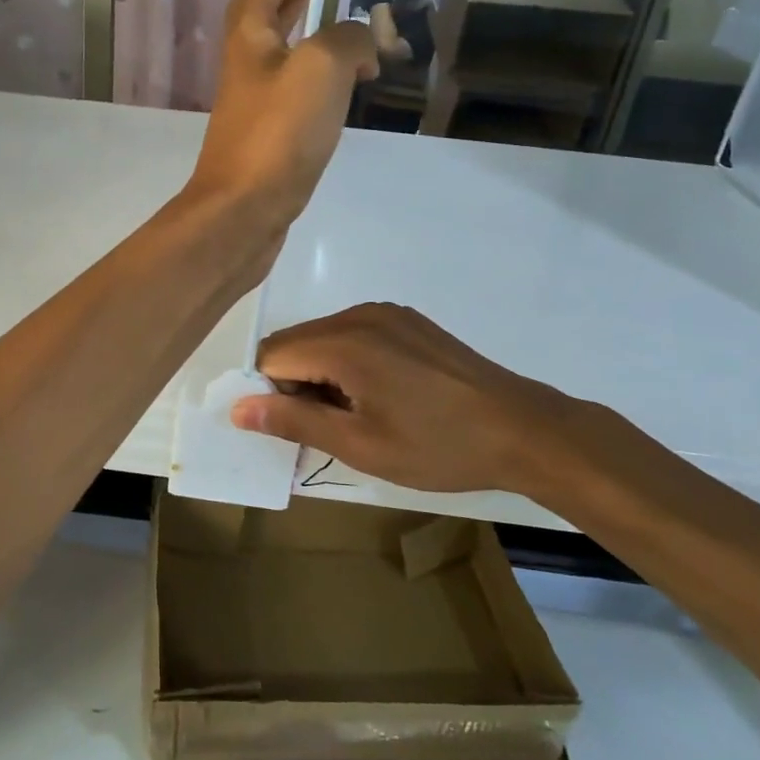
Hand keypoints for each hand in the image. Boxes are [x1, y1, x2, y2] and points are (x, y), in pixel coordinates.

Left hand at [184, 0, 377, 231]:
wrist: (243, 211)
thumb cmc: (278, 134)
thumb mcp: (321, 69)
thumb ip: (346, 41)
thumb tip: (360, 43)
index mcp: (249, 41)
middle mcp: (245, 68)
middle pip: (258, 15)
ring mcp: (251, 105)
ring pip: (273, 52)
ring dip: (293, 26)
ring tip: (320, 14)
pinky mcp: (265, 138)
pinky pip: (288, 88)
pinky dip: (308, 71)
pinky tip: (330, 83)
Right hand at [230, 303, 606, 496]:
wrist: (523, 429)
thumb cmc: (438, 446)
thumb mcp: (360, 445)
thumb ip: (293, 421)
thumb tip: (237, 407)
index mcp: (343, 341)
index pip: (271, 354)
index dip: (272, 393)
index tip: (302, 427)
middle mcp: (359, 314)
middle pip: (295, 342)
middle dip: (295, 383)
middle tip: (333, 427)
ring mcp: (386, 312)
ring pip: (323, 337)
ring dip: (322, 374)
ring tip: (361, 414)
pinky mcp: (407, 319)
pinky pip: (354, 333)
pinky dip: (348, 361)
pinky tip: (384, 394)